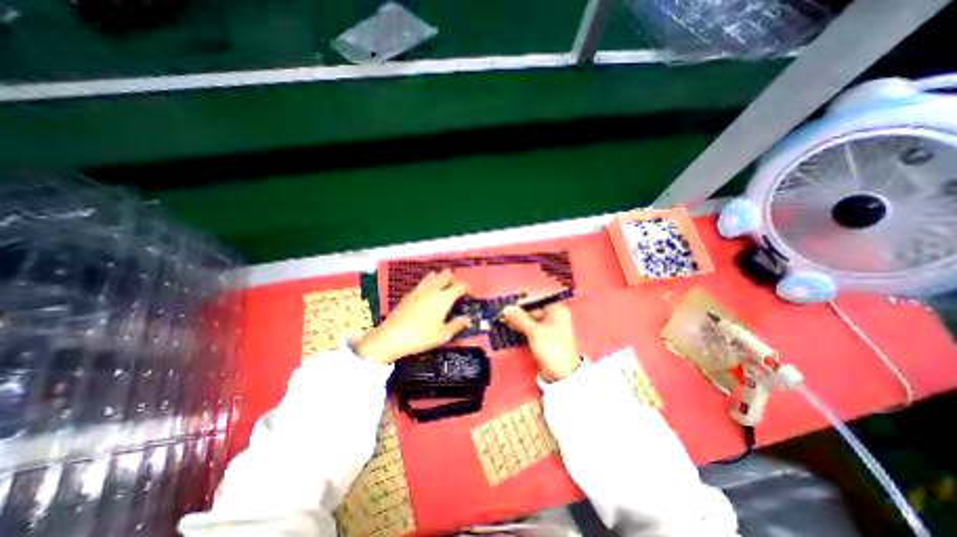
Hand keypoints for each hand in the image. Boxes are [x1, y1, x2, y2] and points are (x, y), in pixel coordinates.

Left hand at [355, 271, 469, 362]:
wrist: (391, 337)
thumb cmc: (420, 336)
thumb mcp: (443, 335)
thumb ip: (457, 324)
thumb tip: (467, 318)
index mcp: (444, 298)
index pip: (460, 286)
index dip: (468, 289)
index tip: (472, 295)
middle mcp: (433, 289)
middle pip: (446, 275)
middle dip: (455, 279)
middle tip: (458, 290)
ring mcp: (419, 290)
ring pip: (434, 275)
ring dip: (441, 278)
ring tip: (445, 288)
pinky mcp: (409, 294)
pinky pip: (423, 282)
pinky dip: (430, 283)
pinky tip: (429, 293)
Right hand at [505, 303, 578, 381]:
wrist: (562, 374)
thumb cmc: (551, 347)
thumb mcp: (534, 331)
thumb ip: (519, 318)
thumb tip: (505, 308)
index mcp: (556, 310)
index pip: (537, 299)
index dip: (522, 301)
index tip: (509, 305)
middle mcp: (553, 316)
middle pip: (533, 309)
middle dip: (518, 311)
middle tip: (503, 314)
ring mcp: (548, 327)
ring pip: (530, 319)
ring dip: (517, 320)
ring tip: (503, 320)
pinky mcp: (543, 337)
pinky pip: (530, 328)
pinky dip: (521, 327)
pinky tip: (510, 327)